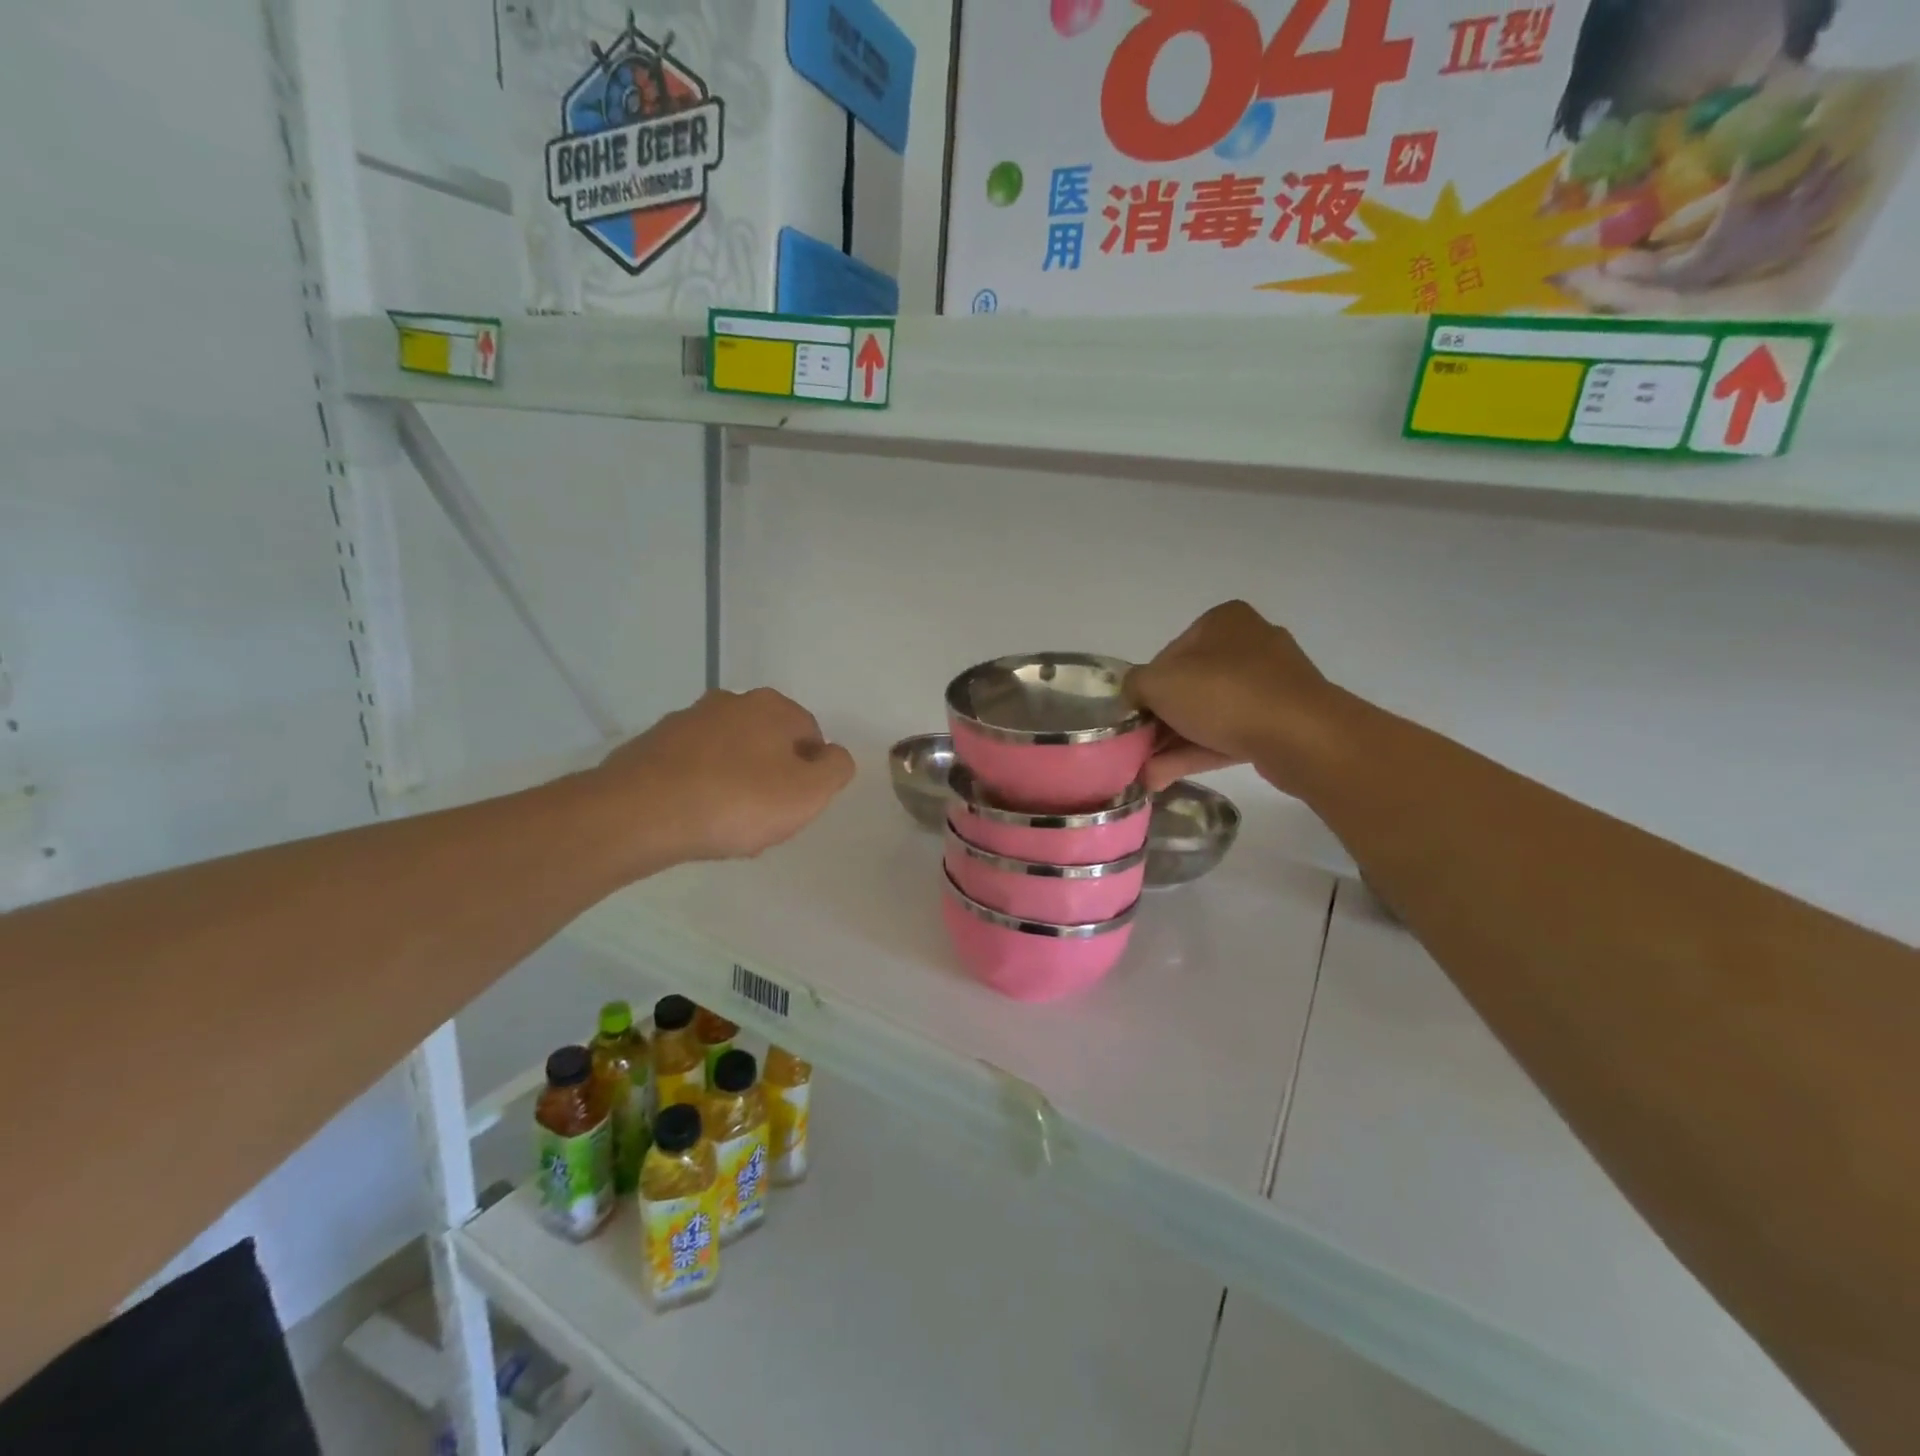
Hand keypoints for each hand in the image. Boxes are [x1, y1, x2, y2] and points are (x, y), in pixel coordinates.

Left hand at [591, 687, 854, 867]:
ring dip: (736, 784)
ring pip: (730, 755)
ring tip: (725, 825)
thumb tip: (833, 756)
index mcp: (773, 707)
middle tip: (763, 819)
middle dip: (772, 778)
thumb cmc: (736, 802)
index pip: (811, 736)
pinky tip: (694, 819)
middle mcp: (730, 702)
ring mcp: (686, 720)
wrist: (637, 814)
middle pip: (769, 743)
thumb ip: (836, 769)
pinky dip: (700, 788)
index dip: (810, 775)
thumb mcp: (809, 793)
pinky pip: (693, 768)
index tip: (794, 808)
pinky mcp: (652, 745)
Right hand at [1125, 601, 1336, 793]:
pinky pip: (1231, 733)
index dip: (1146, 689)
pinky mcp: (1282, 720)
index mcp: (1222, 621)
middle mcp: (1250, 644)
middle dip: (1160, 721)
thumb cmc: (1224, 694)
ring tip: (1146, 772)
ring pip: (1209, 713)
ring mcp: (1271, 684)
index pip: (1168, 655)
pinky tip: (1166, 776)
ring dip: (1174, 742)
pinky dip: (1199, 751)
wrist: (1302, 735)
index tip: (1135, 718)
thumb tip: (1134, 696)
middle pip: (1189, 686)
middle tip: (1138, 749)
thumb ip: (1134, 685)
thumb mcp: (1158, 683)